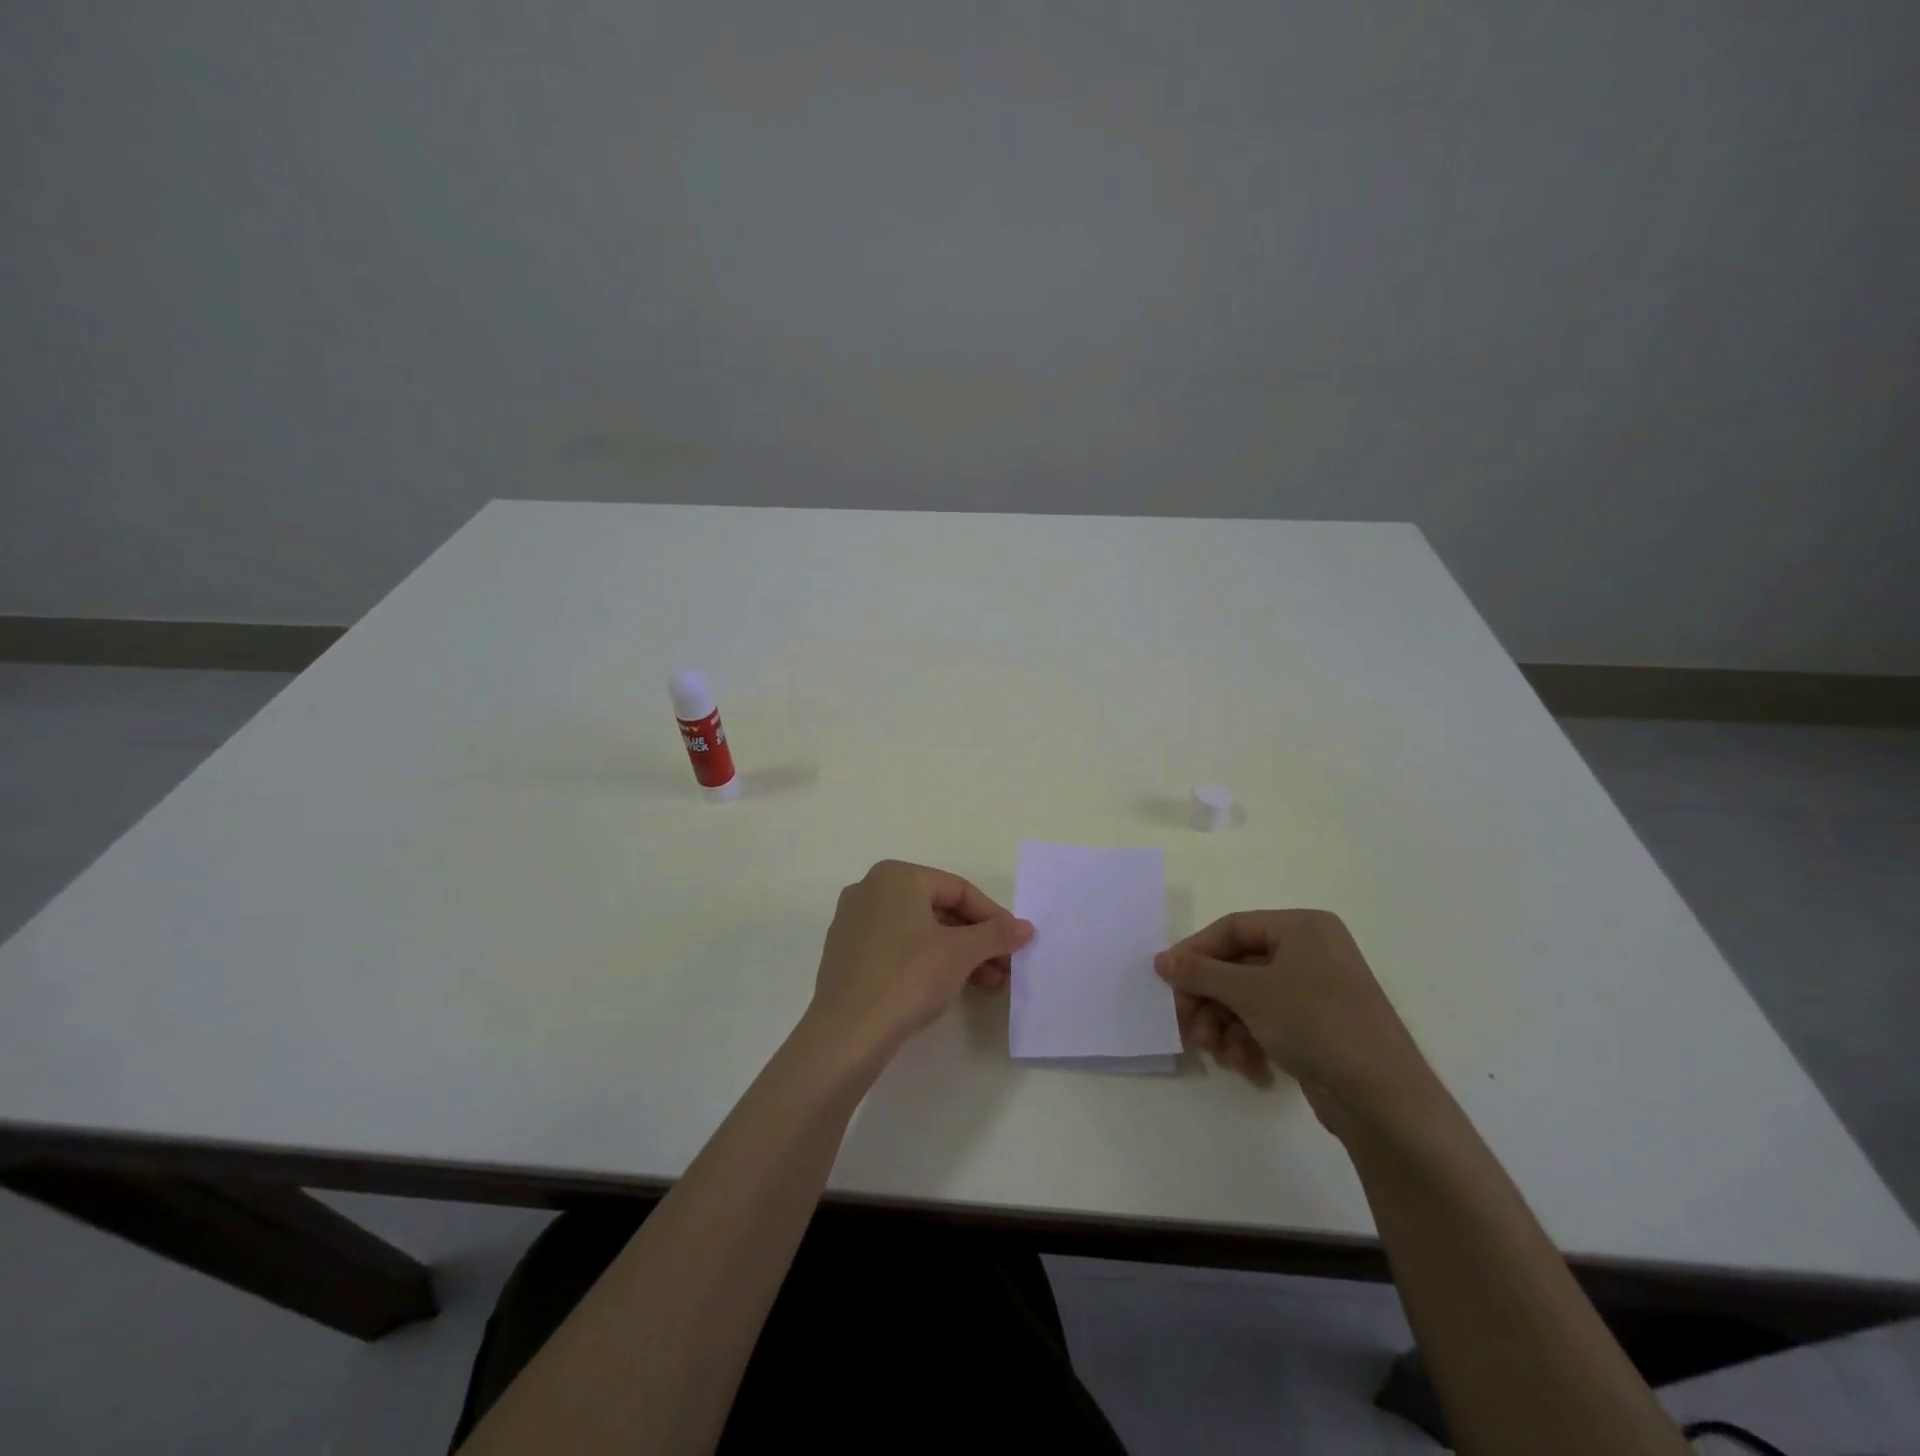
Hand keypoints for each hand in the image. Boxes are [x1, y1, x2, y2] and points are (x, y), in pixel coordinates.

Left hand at [803, 860, 1032, 1060]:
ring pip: (919, 932)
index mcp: (896, 876)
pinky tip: (951, 988)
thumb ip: (996, 934)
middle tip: (1006, 967)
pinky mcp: (847, 955)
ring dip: (957, 955)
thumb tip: (1026, 928)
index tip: (1017, 943)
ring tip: (989, 985)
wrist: (847, 1034)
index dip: (993, 917)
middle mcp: (870, 890)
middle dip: (977, 940)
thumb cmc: (908, 977)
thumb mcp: (961, 953)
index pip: (958, 889)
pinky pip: (898, 949)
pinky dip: (928, 963)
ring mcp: (854, 923)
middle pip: (939, 910)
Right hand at [1155, 910, 1440, 1137]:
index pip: (1231, 928)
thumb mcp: (1249, 992)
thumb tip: (1162, 960)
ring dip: (1223, 1023)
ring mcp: (1316, 990)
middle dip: (1208, 999)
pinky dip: (1248, 1039)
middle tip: (1186, 1026)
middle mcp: (1310, 951)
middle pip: (1237, 966)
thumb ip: (1200, 972)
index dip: (1195, 954)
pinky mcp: (1318, 1026)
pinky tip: (1244, 1064)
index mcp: (1301, 927)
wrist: (1385, 1099)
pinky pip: (1268, 1020)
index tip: (1166, 981)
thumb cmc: (1315, 1023)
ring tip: (1214, 1051)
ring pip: (1248, 997)